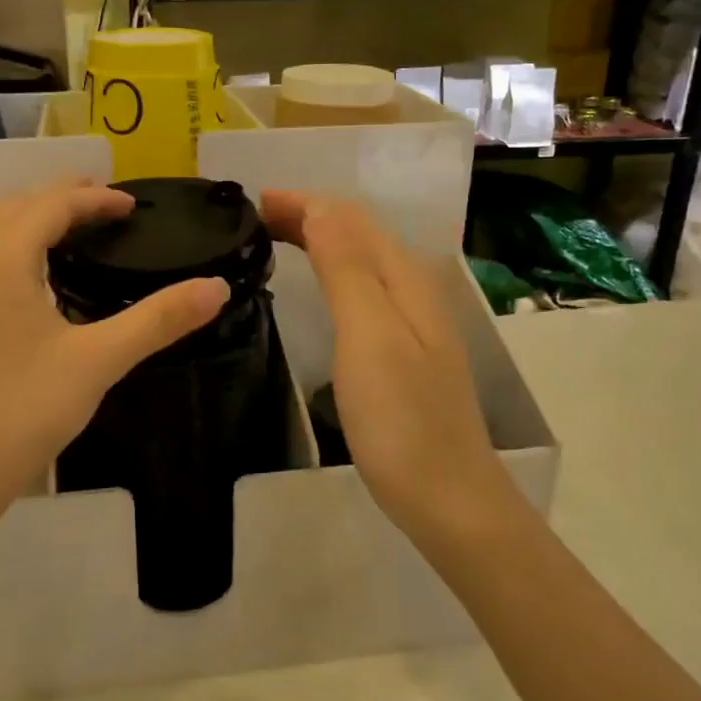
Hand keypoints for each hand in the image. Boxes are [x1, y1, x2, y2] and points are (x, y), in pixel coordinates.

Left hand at [0, 181, 229, 532]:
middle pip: (17, 208)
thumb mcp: (99, 362)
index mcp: (1, 258)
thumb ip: (158, 320)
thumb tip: (217, 287)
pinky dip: (13, 249)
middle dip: (62, 199)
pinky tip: (33, 282)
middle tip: (105, 206)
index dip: (95, 198)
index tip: (133, 204)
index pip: (52, 205)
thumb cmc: (21, 411)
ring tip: (73, 234)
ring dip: (33, 221)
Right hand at [262, 191, 505, 540]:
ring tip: (274, 240)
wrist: (447, 498)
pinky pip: (361, 291)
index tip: (253, 202)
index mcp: (404, 279)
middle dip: (308, 216)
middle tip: (253, 219)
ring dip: (318, 241)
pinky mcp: (403, 351)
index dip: (304, 203)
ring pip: (359, 261)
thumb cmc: (400, 418)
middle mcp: (412, 290)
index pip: (350, 218)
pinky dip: (330, 273)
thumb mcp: (368, 334)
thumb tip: (322, 205)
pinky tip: (317, 288)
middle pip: (358, 235)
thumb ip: (346, 266)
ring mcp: (411, 323)